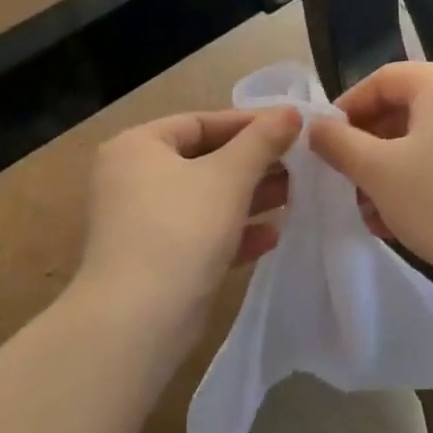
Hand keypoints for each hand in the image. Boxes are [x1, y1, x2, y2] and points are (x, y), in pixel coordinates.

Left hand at [76, 107, 302, 331]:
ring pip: (206, 199)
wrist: (137, 321)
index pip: (200, 122)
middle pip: (204, 160)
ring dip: (250, 197)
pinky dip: (233, 232)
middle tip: (300, 164)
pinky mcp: (155, 260)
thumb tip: (291, 111)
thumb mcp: (228, 177)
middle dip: (254, 164)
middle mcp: (133, 179)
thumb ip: (262, 141)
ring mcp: (142, 222)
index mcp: (138, 147)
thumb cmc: (181, 230)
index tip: (292, 128)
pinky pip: (200, 234)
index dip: (248, 123)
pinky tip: (272, 236)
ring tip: (296, 196)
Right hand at [308, 61, 432, 289]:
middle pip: (407, 110)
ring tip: (373, 212)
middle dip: (370, 148)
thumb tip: (315, 126)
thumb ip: (339, 144)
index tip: (324, 144)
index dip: (346, 109)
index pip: (382, 80)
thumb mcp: (379, 172)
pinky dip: (426, 180)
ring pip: (430, 140)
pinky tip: (408, 220)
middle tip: (347, 182)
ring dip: (394, 170)